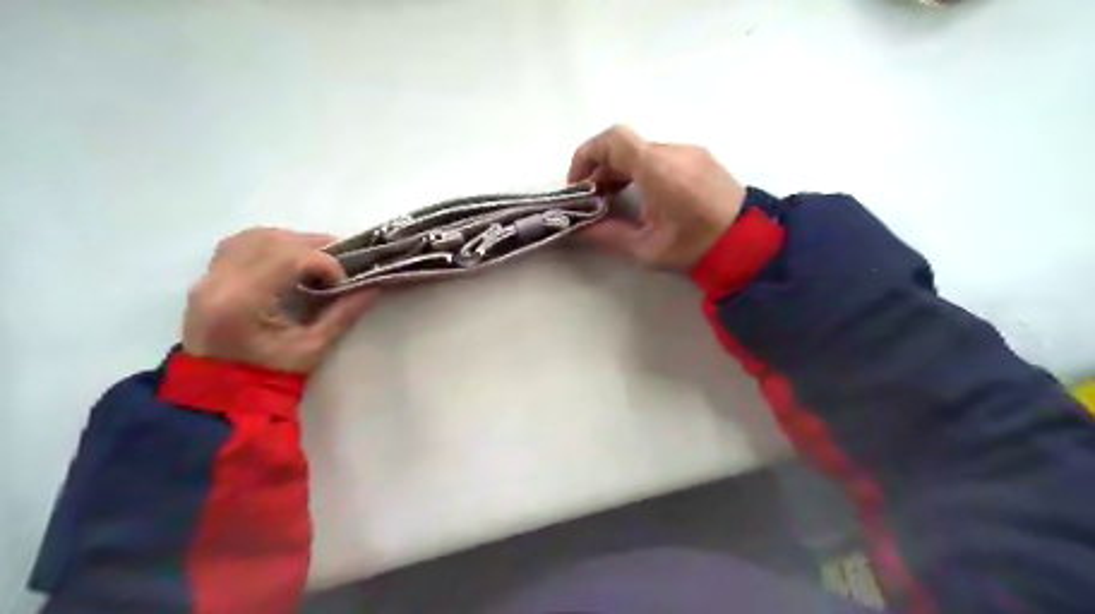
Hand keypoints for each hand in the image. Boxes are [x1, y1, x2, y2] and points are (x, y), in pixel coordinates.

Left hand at [183, 231, 377, 373]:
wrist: (222, 393)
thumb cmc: (271, 375)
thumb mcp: (314, 348)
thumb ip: (344, 313)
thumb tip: (374, 286)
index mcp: (242, 302)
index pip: (289, 258)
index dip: (325, 263)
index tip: (343, 283)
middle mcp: (219, 281)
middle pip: (272, 240)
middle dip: (313, 247)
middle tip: (338, 265)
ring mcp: (208, 277)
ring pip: (255, 236)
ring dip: (292, 242)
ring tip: (316, 260)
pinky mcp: (208, 277)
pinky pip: (240, 244)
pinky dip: (270, 244)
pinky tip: (288, 260)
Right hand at [570, 125, 749, 269]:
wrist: (751, 243)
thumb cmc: (696, 248)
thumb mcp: (646, 249)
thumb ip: (607, 235)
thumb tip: (579, 228)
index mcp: (659, 170)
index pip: (613, 140)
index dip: (587, 155)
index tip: (579, 184)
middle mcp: (674, 151)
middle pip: (625, 145)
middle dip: (601, 168)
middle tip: (593, 199)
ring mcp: (690, 152)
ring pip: (643, 150)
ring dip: (621, 170)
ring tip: (614, 199)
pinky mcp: (701, 158)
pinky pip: (661, 155)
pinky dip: (641, 169)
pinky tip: (643, 196)